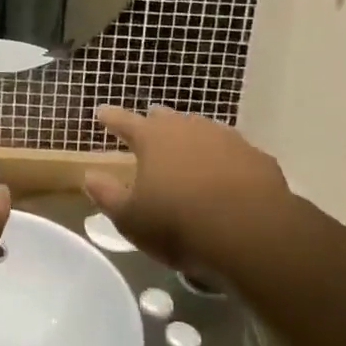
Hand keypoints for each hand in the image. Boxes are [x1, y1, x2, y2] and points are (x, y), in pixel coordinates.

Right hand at [85, 106, 288, 272]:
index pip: (123, 121)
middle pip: (165, 118)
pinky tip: (227, 175)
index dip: (110, 117)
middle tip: (148, 127)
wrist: (252, 233)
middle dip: (154, 122)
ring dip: (191, 137)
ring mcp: (225, 138)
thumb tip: (89, 176)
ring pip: (201, 130)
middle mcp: (187, 128)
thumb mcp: (132, 219)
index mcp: (152, 138)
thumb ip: (107, 195)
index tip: (101, 112)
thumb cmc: (180, 224)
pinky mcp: (256, 157)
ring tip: (187, 150)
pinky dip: (224, 159)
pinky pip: (233, 153)